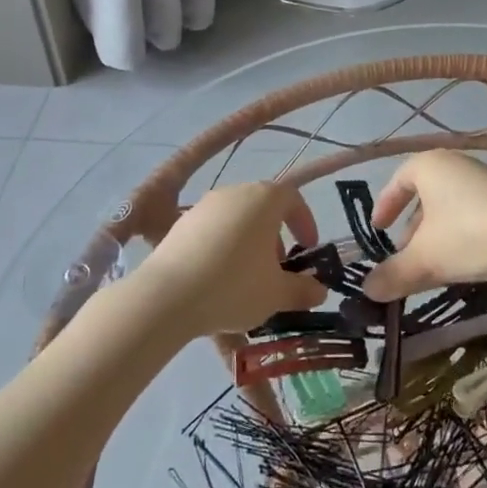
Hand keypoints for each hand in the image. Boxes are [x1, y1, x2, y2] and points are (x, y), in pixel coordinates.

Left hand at [135, 182, 327, 335]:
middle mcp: (235, 192)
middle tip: (277, 270)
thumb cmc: (234, 286)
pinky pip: (212, 232)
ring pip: (237, 220)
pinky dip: (222, 250)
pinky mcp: (181, 224)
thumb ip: (302, 290)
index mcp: (264, 199)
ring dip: (248, 244)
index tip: (308, 249)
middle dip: (275, 237)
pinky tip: (217, 281)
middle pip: (263, 208)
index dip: (305, 222)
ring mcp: (204, 206)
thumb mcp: (276, 294)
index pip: (293, 199)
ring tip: (247, 279)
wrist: (167, 295)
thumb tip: (319, 291)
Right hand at [360, 151, 486, 301]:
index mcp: (430, 165)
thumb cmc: (469, 235)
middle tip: (403, 255)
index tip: (377, 229)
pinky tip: (462, 263)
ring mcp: (484, 181)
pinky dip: (458, 236)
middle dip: (411, 227)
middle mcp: (455, 165)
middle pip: (424, 195)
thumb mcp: (425, 259)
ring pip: (448, 207)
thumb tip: (367, 290)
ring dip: (435, 235)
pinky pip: (470, 214)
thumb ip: (393, 274)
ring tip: (430, 265)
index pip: (398, 179)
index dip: (385, 204)